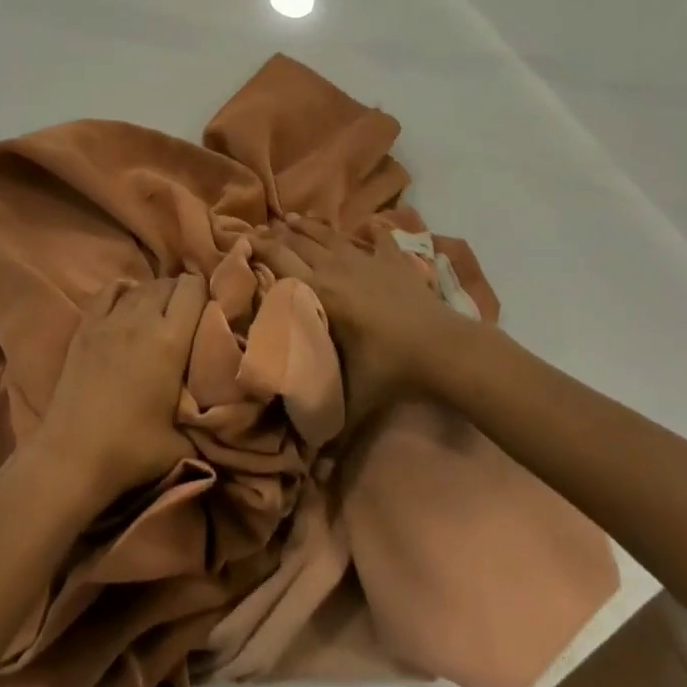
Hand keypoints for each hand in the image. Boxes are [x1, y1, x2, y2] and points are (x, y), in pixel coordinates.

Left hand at [35, 275, 206, 508]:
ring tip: (161, 313)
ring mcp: (109, 321)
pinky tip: (129, 301)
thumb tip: (219, 410)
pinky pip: (109, 291)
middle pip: (168, 284)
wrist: (73, 457)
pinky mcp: (85, 328)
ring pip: (141, 286)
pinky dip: (124, 290)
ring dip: (155, 294)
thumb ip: (203, 416)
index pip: (194, 289)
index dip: (205, 293)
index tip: (210, 311)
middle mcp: (141, 320)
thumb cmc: (132, 450)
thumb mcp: (184, 440)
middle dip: (182, 293)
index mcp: (170, 341)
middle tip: (189, 315)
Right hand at [256, 217, 471, 429]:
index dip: (259, 249)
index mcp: (320, 292)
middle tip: (260, 228)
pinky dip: (367, 234)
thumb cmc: (391, 371)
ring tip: (293, 218)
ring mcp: (367, 261)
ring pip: (330, 236)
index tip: (241, 240)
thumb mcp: (351, 400)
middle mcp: (337, 268)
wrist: (445, 350)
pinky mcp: (394, 263)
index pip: (281, 261)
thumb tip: (307, 468)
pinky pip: (376, 241)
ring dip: (309, 228)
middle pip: (300, 243)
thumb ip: (325, 427)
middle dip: (278, 234)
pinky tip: (367, 227)